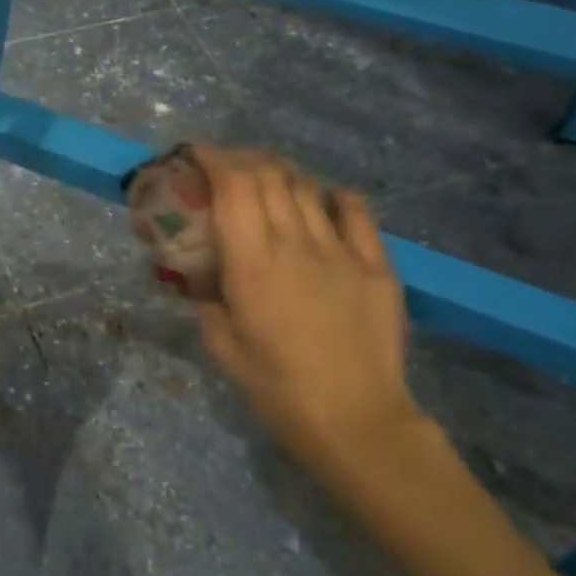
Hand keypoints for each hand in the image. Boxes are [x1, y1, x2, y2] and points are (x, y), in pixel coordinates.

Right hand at [192, 147, 426, 487]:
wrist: (355, 419)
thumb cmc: (277, 388)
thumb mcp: (222, 347)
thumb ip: (207, 303)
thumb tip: (201, 281)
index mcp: (251, 263)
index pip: (234, 185)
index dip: (215, 159)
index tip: (199, 155)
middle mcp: (295, 243)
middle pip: (270, 175)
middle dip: (244, 159)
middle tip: (229, 168)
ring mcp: (341, 250)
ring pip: (308, 187)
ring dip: (282, 173)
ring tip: (269, 180)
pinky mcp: (377, 264)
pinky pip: (355, 211)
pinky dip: (333, 195)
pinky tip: (324, 200)